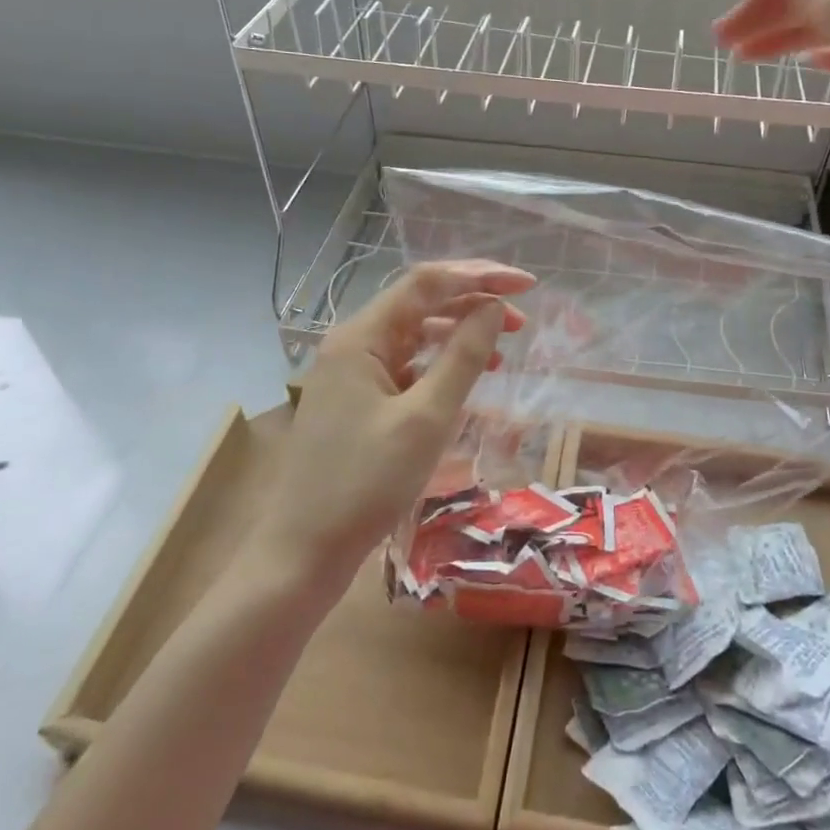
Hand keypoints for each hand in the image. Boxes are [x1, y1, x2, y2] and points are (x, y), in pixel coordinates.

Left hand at [252, 260, 536, 584]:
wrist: (302, 553)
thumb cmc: (366, 484)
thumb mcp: (426, 418)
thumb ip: (463, 356)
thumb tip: (494, 308)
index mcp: (361, 336)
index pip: (427, 283)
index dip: (480, 276)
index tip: (527, 285)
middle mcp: (353, 344)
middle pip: (420, 303)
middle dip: (473, 301)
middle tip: (522, 316)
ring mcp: (352, 373)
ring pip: (415, 334)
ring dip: (459, 332)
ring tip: (504, 345)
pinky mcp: (358, 401)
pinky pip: (406, 366)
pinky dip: (440, 364)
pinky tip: (468, 377)